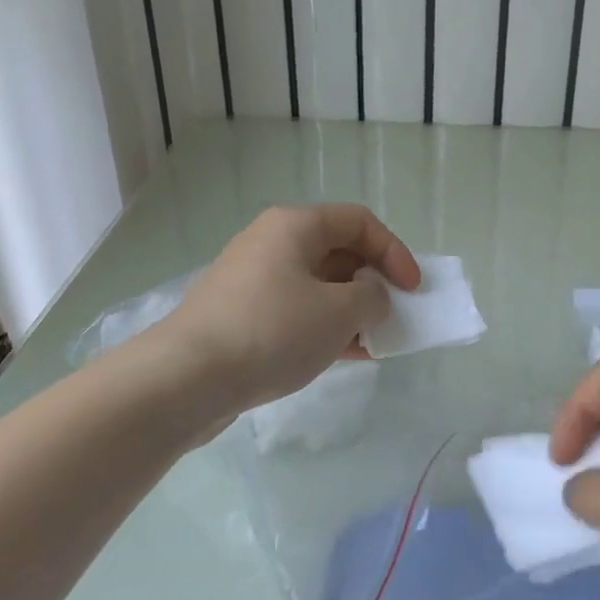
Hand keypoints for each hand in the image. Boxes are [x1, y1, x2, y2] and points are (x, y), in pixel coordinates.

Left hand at [158, 204, 419, 418]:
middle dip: (372, 283)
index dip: (394, 252)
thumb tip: (368, 298)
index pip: (359, 222)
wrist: (187, 377)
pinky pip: (294, 310)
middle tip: (392, 316)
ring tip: (373, 342)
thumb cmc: (272, 331)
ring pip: (316, 285)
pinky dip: (322, 326)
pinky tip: (344, 355)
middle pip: (337, 251)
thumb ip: (371, 299)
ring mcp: (251, 279)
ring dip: (350, 310)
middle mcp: (271, 242)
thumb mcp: (338, 313)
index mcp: (295, 225)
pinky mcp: (239, 314)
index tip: (413, 290)